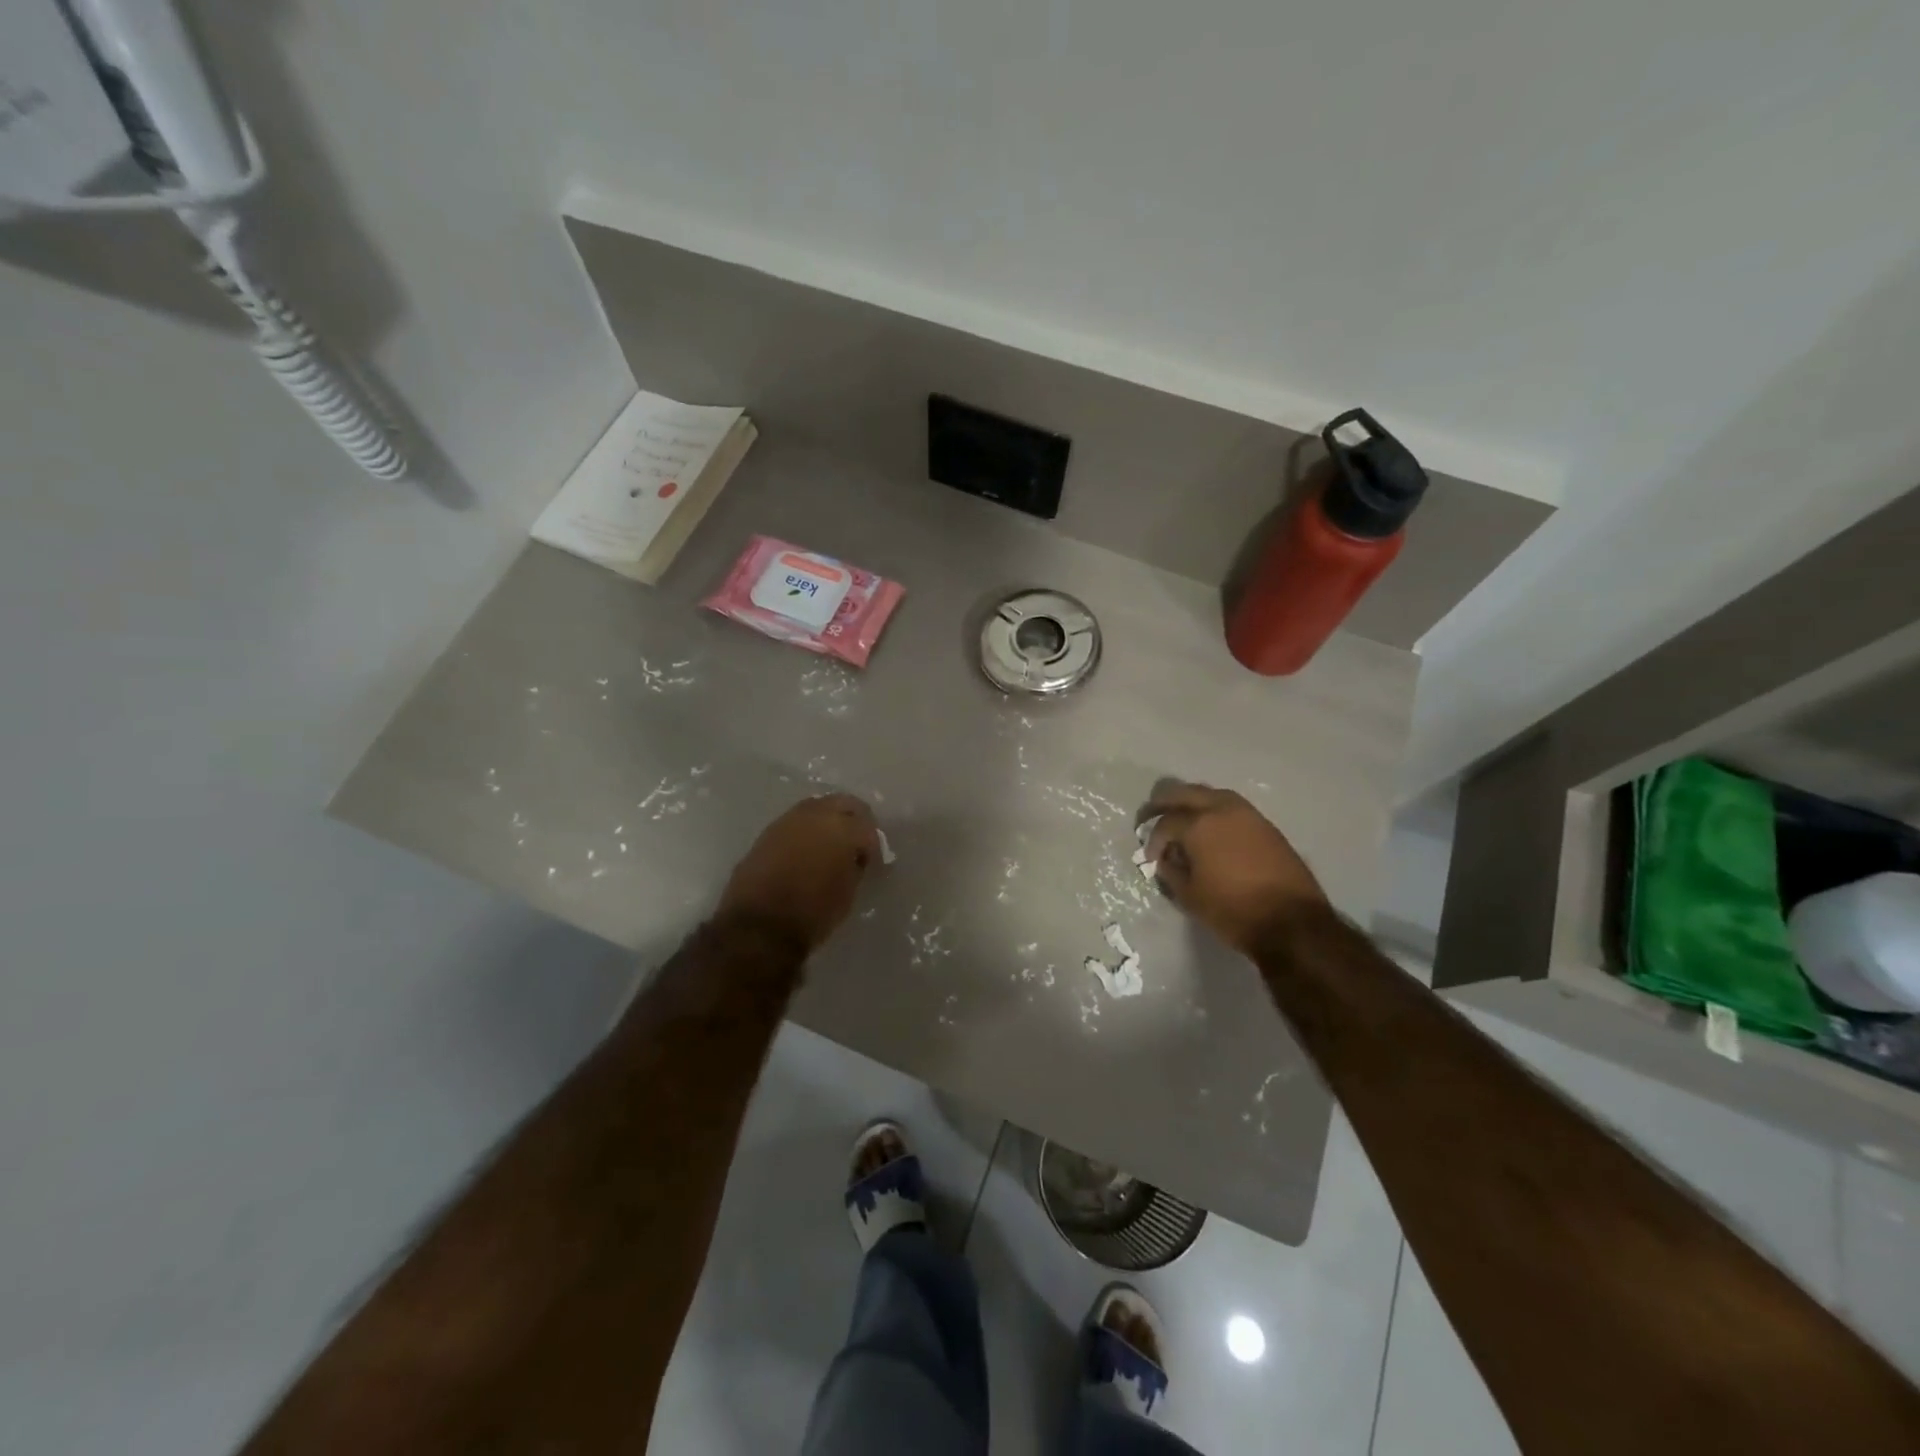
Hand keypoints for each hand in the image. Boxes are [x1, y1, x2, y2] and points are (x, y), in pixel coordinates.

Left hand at [717, 794, 880, 952]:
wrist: (758, 925)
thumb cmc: (813, 913)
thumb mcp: (848, 892)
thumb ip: (855, 866)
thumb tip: (854, 858)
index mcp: (843, 828)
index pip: (868, 827)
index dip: (873, 845)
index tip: (872, 861)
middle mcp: (816, 814)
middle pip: (844, 803)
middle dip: (854, 820)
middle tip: (857, 844)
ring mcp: (788, 820)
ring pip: (817, 808)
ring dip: (828, 821)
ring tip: (831, 847)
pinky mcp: (767, 832)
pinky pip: (796, 822)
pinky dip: (806, 831)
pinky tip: (807, 852)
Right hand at [1144, 782, 1327, 954]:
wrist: (1292, 922)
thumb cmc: (1233, 910)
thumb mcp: (1189, 896)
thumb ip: (1170, 871)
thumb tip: (1166, 859)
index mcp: (1198, 825)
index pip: (1165, 823)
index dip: (1152, 840)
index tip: (1150, 858)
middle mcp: (1221, 809)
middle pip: (1184, 793)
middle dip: (1163, 804)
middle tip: (1150, 817)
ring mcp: (1247, 814)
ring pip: (1210, 794)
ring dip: (1191, 803)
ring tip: (1181, 821)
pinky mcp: (1265, 825)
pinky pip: (1230, 807)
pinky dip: (1213, 812)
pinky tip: (1210, 831)